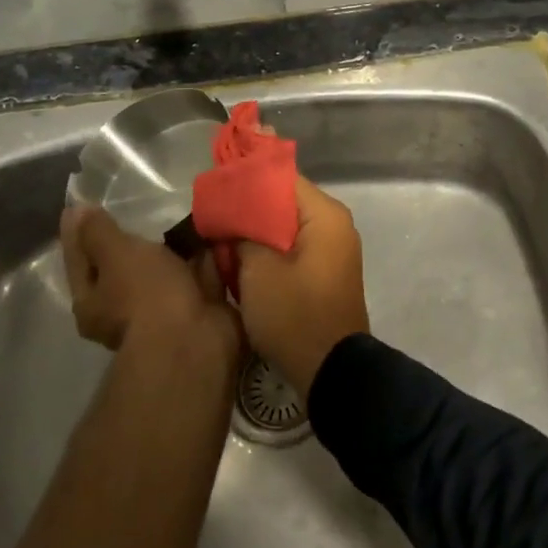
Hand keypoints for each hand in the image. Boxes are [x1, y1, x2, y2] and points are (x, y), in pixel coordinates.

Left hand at [61, 206, 239, 360]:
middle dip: (131, 240)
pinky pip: (197, 275)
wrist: (196, 340)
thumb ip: (99, 232)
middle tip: (136, 206)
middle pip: (122, 266)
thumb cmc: (146, 294)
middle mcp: (123, 309)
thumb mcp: (116, 255)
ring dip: (172, 248)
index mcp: (93, 301)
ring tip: (180, 211)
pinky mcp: (198, 308)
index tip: (81, 203)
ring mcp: (163, 311)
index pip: (79, 258)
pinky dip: (204, 257)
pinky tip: (209, 231)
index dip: (78, 230)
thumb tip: (77, 210)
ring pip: (163, 271)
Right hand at [233, 175, 368, 397]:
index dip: (248, 178)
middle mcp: (335, 224)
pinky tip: (242, 259)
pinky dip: (270, 249)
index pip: (283, 178)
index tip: (218, 182)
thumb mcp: (258, 270)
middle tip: (213, 212)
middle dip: (250, 207)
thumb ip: (243, 233)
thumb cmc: (295, 313)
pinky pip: (294, 248)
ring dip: (257, 231)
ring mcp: (333, 249)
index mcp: (325, 215)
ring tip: (221, 236)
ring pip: (287, 226)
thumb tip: (233, 218)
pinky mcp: (326, 272)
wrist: (331, 369)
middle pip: (285, 202)